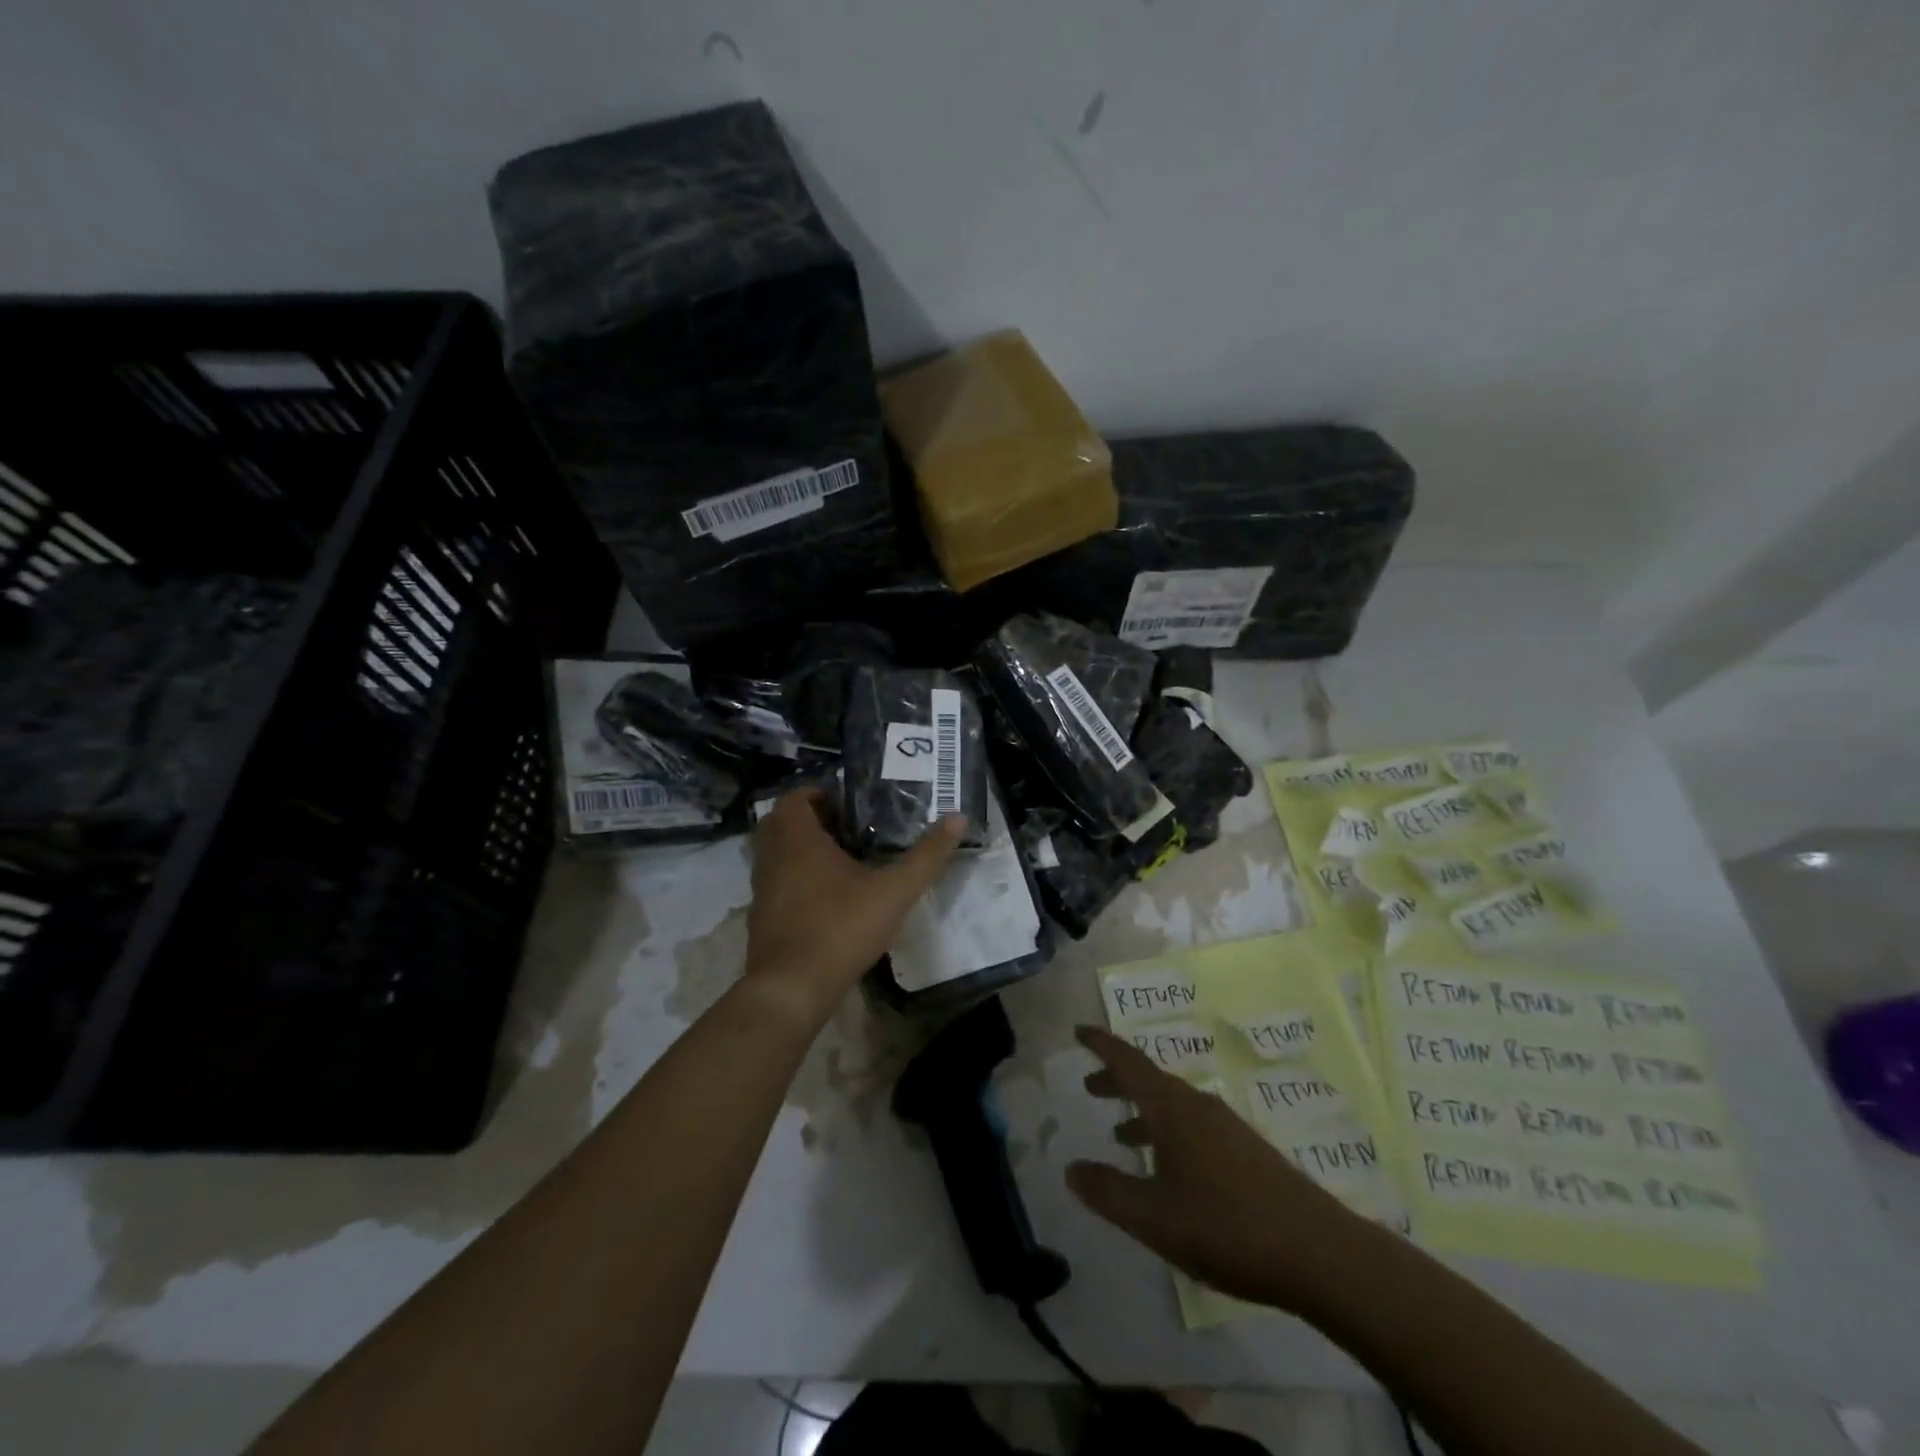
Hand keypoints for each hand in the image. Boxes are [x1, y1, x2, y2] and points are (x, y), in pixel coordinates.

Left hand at [744, 789, 965, 1026]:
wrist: (792, 988)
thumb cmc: (841, 927)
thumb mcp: (894, 890)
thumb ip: (927, 855)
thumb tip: (958, 818)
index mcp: (797, 839)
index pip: (795, 797)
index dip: (819, 794)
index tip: (849, 803)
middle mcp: (772, 857)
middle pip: (782, 823)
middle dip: (811, 820)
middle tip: (848, 828)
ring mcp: (762, 889)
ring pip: (776, 855)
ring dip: (802, 851)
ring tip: (842, 859)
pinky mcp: (761, 917)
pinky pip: (777, 884)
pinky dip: (795, 880)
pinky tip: (827, 898)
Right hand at [1067, 1025, 1370, 1311]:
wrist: (1319, 1253)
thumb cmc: (1226, 1226)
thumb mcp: (1153, 1217)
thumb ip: (1109, 1191)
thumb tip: (1071, 1168)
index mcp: (1173, 1109)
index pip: (1129, 1062)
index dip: (1102, 1046)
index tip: (1079, 1031)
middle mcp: (1199, 1106)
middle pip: (1151, 1081)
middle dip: (1118, 1080)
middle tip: (1091, 1087)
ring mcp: (1228, 1128)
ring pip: (1174, 1105)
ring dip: (1143, 1111)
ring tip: (1122, 1135)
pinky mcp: (1248, 1153)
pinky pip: (1194, 1126)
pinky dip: (1168, 1132)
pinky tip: (1170, 1170)